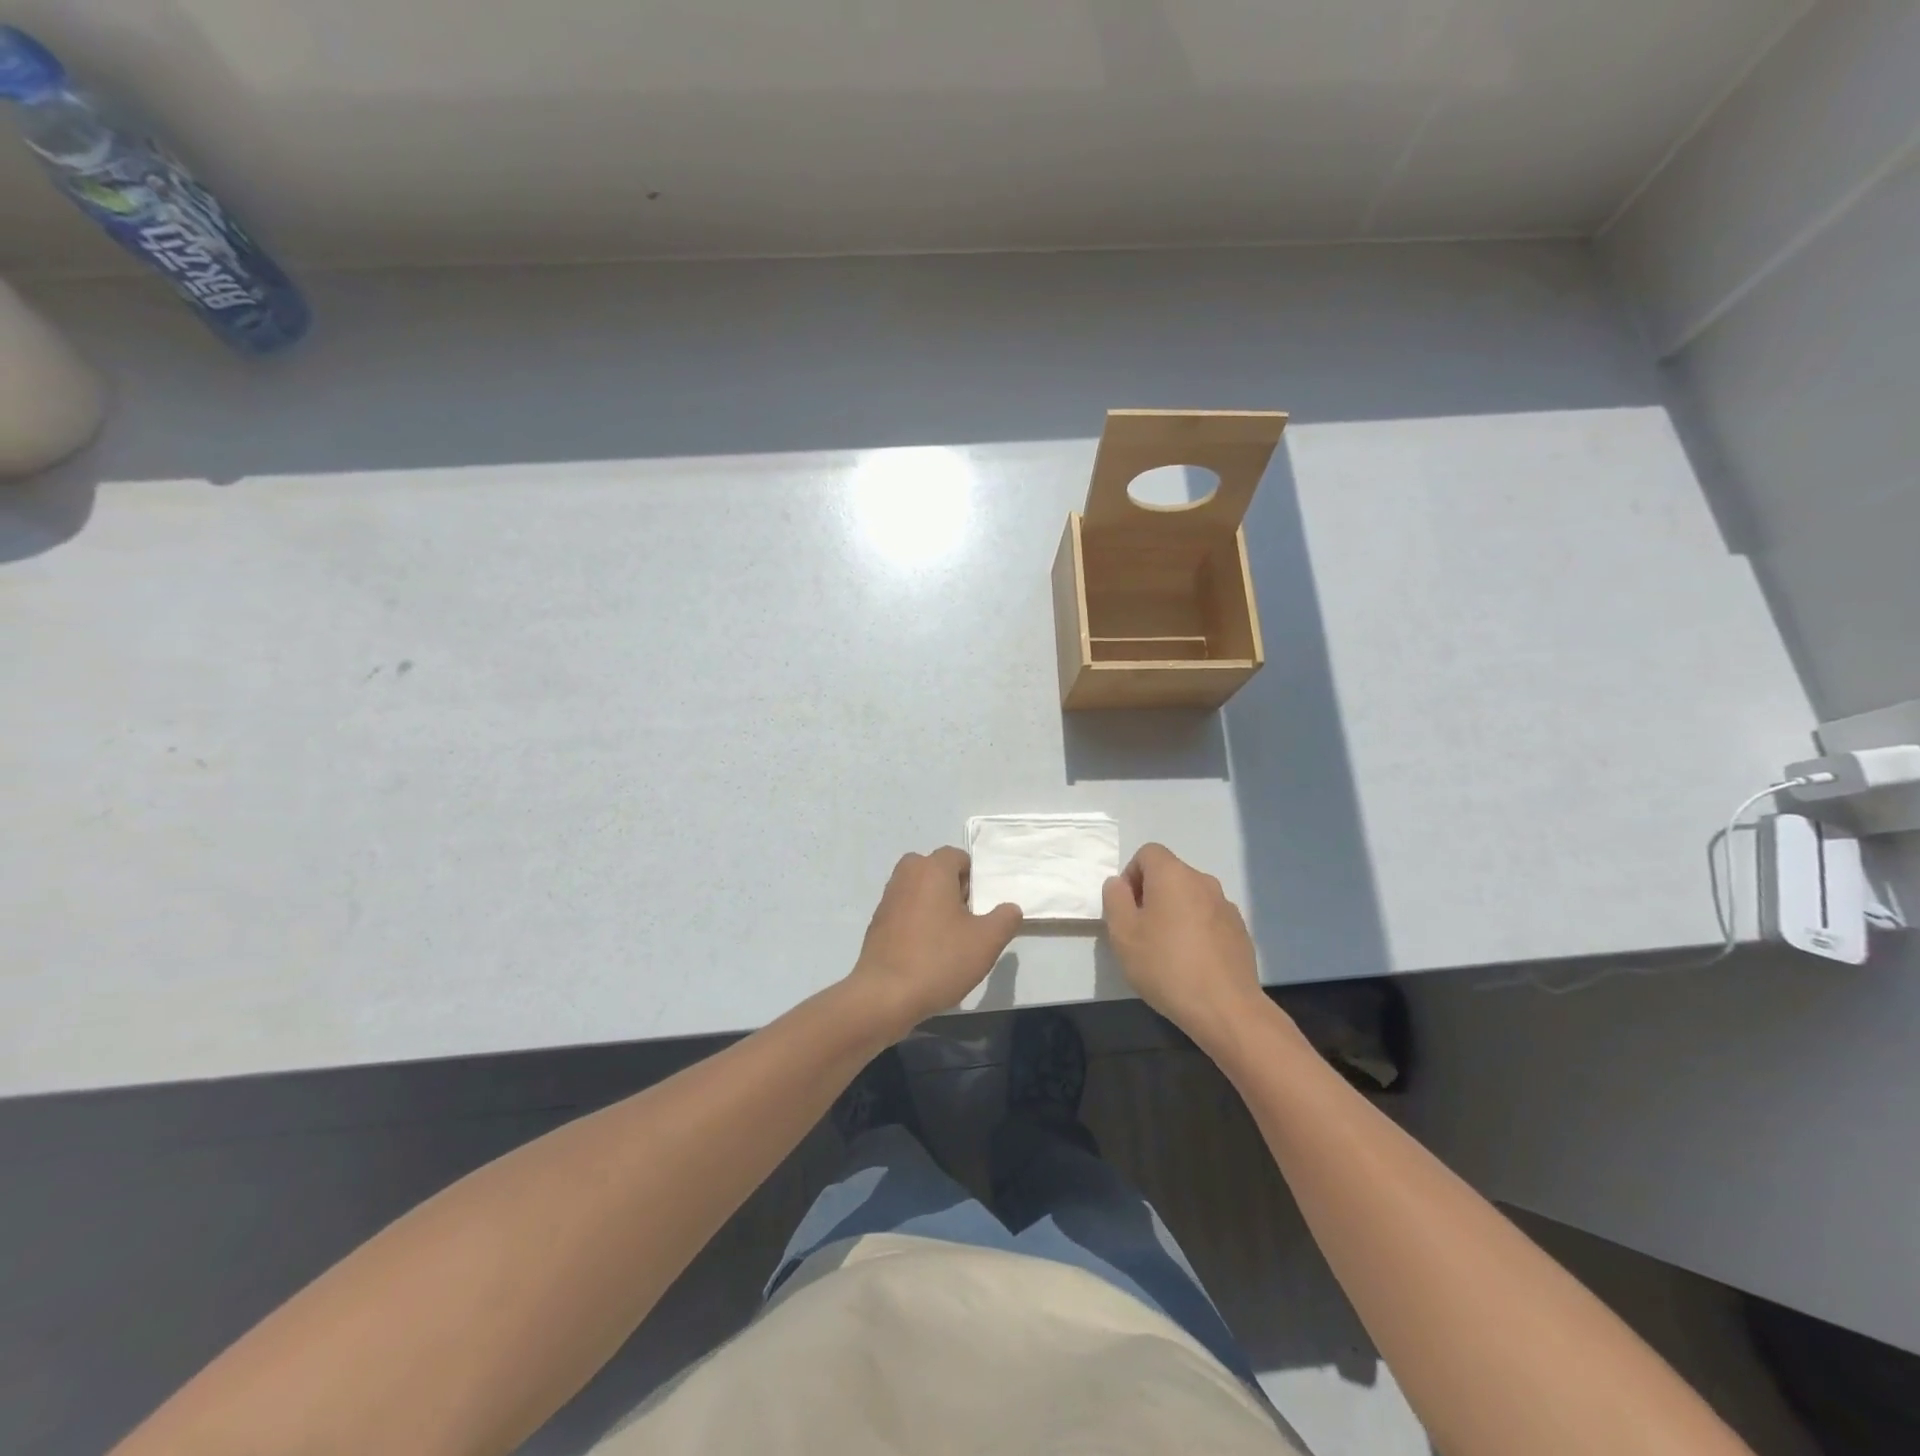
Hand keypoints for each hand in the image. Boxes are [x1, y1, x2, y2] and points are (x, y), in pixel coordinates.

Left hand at [846, 848, 1022, 1036]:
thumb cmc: (939, 960)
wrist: (885, 995)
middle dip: (954, 890)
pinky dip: (918, 921)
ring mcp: (888, 898)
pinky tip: (927, 951)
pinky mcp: (877, 922)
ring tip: (949, 939)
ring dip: (935, 906)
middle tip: (968, 921)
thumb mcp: (987, 941)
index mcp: (932, 869)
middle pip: (937, 871)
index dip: (974, 879)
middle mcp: (906, 875)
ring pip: (920, 890)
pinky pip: (905, 910)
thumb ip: (1006, 918)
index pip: (958, 857)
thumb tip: (1010, 908)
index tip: (981, 907)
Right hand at [1103, 843, 1265, 1049]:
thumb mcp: (1122, 933)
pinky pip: (1209, 918)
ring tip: (1167, 951)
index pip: (1147, 853)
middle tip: (1142, 932)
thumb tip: (1119, 884)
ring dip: (1175, 913)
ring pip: (1190, 897)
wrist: (1225, 1007)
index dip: (1131, 875)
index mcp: (1173, 875)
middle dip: (1152, 895)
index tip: (1128, 909)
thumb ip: (1115, 899)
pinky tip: (1192, 962)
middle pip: (1170, 874)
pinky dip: (1196, 930)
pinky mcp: (1240, 930)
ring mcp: (1226, 905)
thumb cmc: (1165, 965)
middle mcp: (1203, 881)